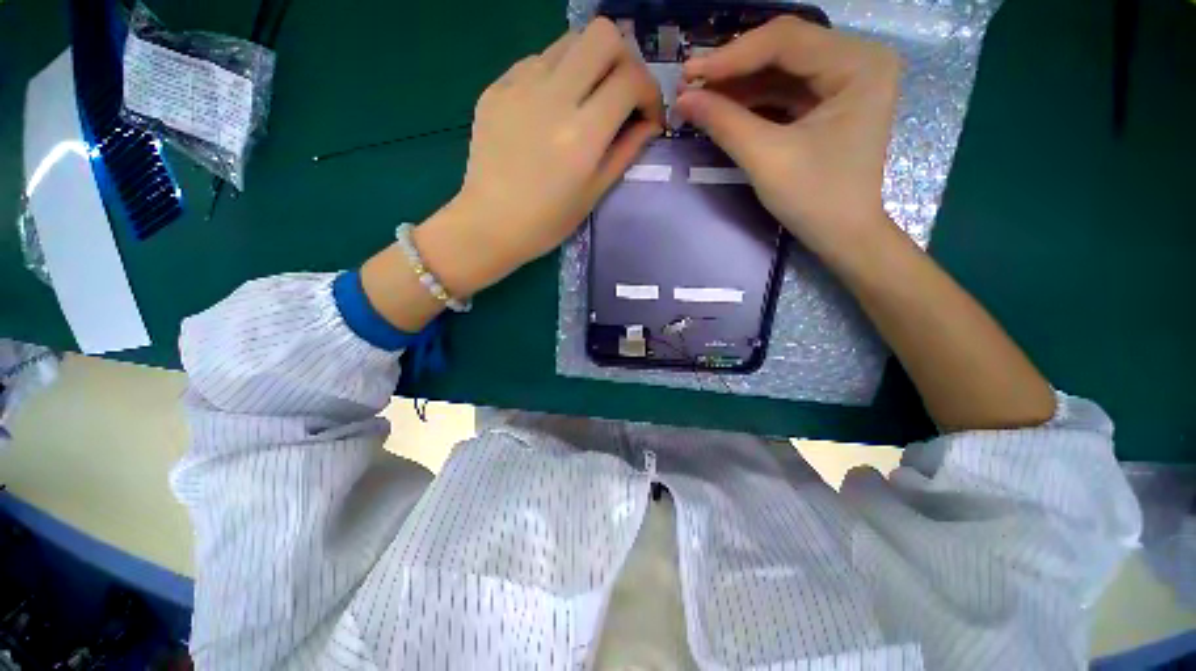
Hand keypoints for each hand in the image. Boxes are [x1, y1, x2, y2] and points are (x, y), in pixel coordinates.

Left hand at [416, 19, 663, 296]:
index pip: (631, 79)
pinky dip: (557, 75)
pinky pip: (538, 61)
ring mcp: (519, 85)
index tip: (647, 116)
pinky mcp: (497, 86)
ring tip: (587, 100)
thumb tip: (649, 123)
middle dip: (624, 60)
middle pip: (603, 35)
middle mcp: (552, 96)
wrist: (489, 223)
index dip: (650, 93)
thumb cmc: (547, 222)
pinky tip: (551, 108)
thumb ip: (626, 151)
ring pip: (569, 41)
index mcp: (582, 133)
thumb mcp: (594, 193)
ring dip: (590, 63)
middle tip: (621, 93)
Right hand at [675, 17, 900, 259]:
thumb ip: (724, 122)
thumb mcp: (766, 158)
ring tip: (699, 95)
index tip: (688, 72)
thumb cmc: (814, 199)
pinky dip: (753, 99)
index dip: (731, 55)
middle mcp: (858, 58)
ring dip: (738, 83)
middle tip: (690, 83)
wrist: (843, 235)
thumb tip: (682, 99)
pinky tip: (724, 107)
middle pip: (784, 48)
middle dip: (733, 67)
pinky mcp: (831, 100)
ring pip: (781, 68)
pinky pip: (785, 90)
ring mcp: (846, 79)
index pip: (786, 40)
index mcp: (859, 63)